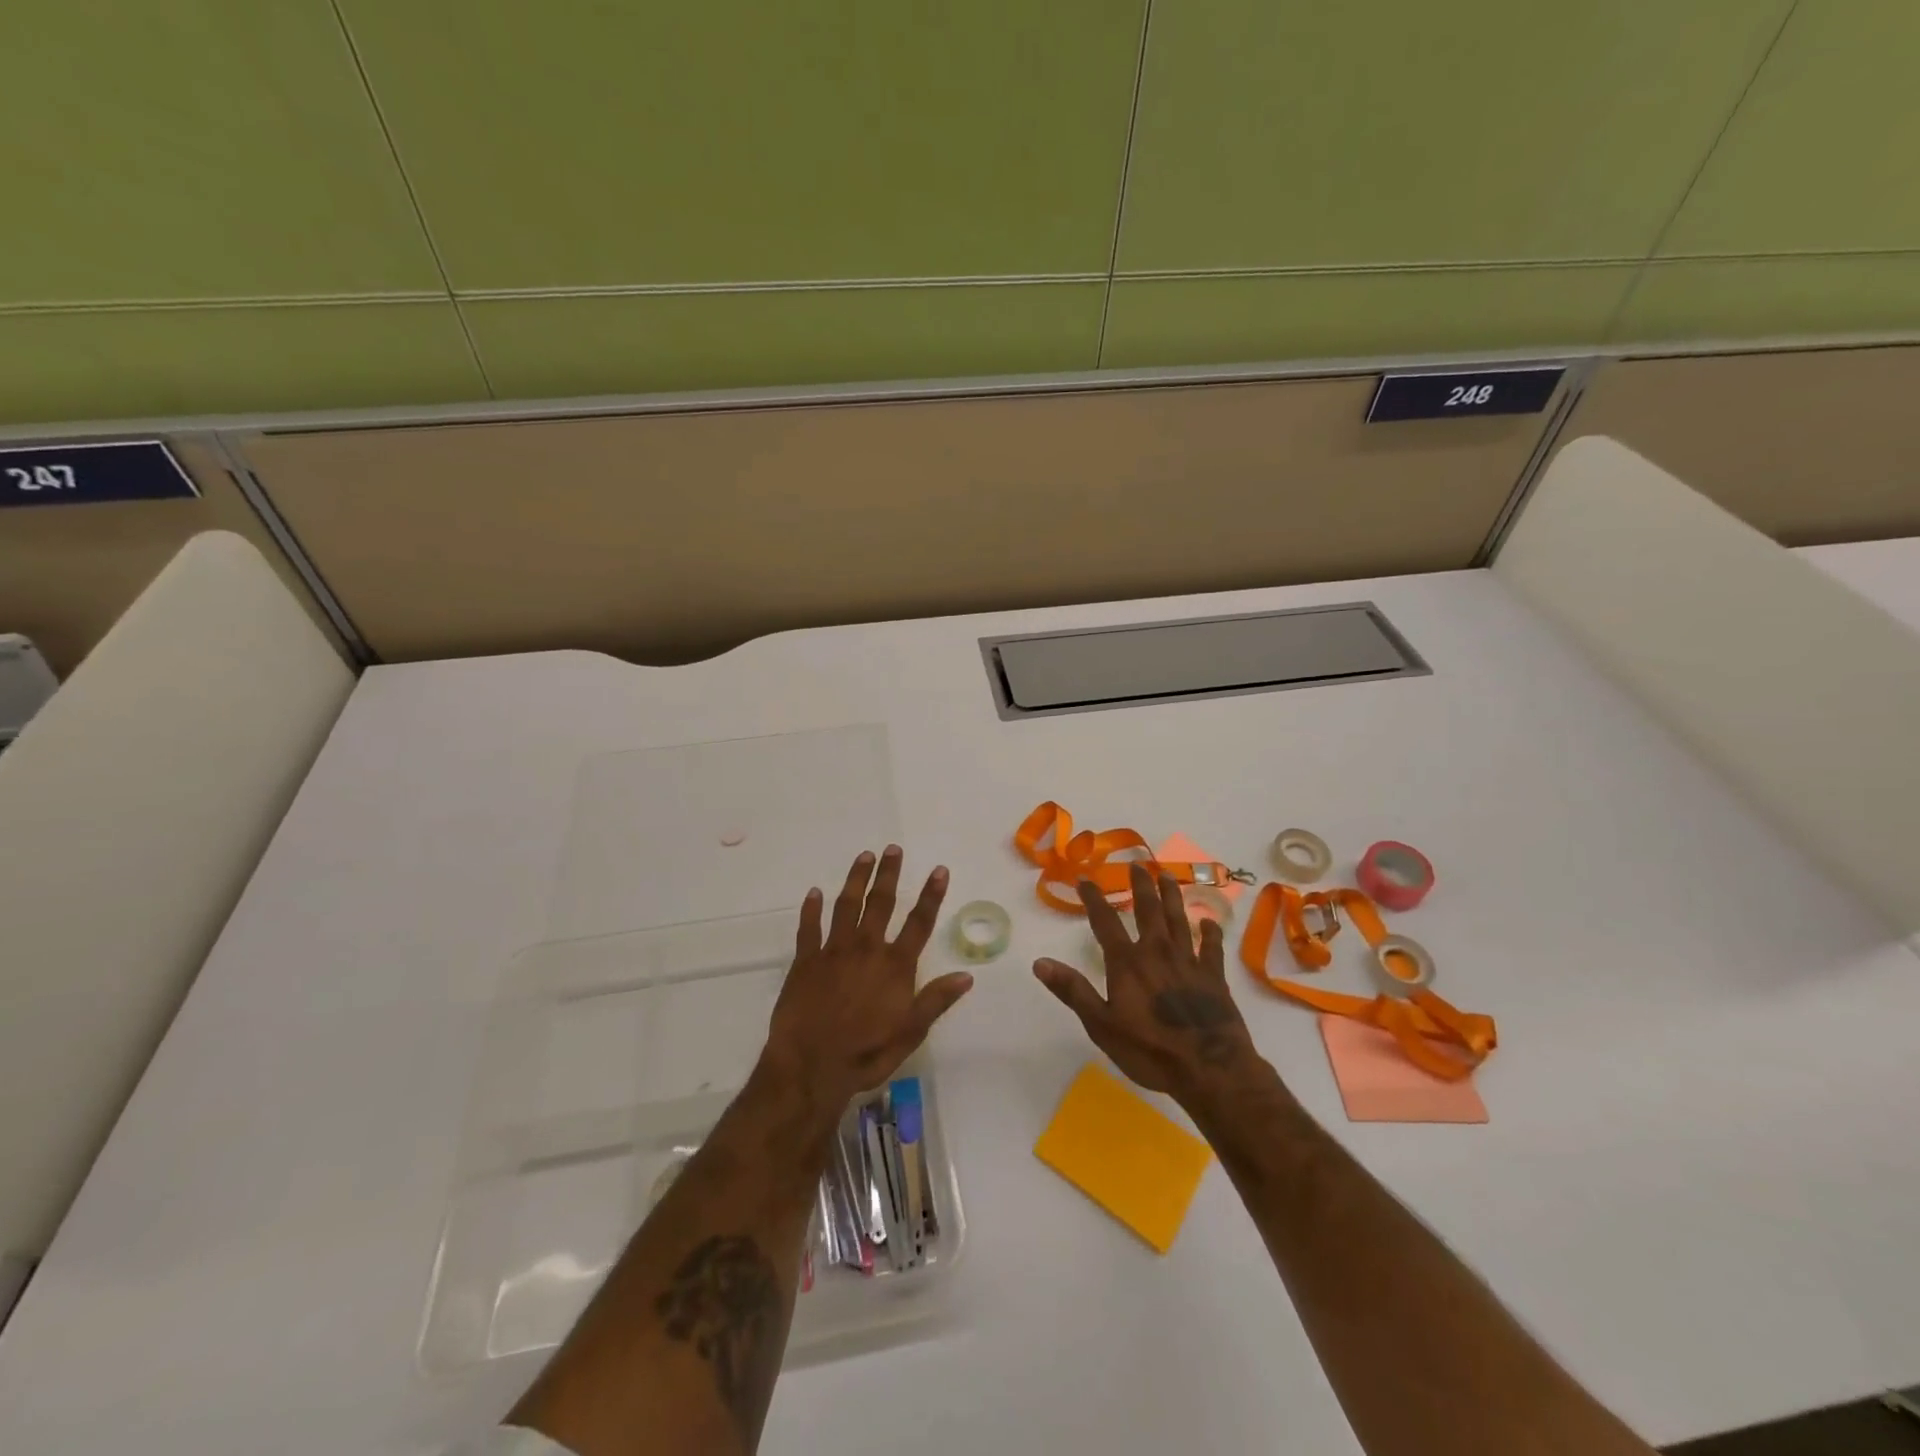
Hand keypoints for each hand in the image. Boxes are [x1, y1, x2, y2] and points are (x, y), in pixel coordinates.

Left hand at [761, 846, 973, 1117]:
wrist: (810, 1067)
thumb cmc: (865, 1053)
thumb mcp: (910, 1033)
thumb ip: (936, 1000)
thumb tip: (967, 975)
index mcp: (894, 966)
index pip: (919, 923)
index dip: (931, 895)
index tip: (939, 870)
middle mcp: (866, 949)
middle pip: (881, 903)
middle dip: (888, 874)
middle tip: (892, 848)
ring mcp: (833, 952)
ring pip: (846, 906)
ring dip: (856, 879)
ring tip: (863, 856)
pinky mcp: (805, 961)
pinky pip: (808, 928)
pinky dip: (811, 909)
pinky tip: (814, 892)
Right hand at [1034, 863, 1259, 1104]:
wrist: (1210, 1069)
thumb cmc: (1149, 1050)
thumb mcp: (1100, 1024)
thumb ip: (1072, 990)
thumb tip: (1039, 962)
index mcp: (1127, 962)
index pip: (1105, 921)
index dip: (1093, 898)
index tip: (1085, 879)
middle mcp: (1157, 952)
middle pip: (1148, 910)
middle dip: (1141, 885)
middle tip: (1138, 864)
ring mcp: (1188, 962)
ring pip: (1179, 919)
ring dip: (1173, 896)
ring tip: (1168, 875)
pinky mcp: (1214, 977)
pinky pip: (1212, 948)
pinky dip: (1210, 933)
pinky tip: (1209, 923)